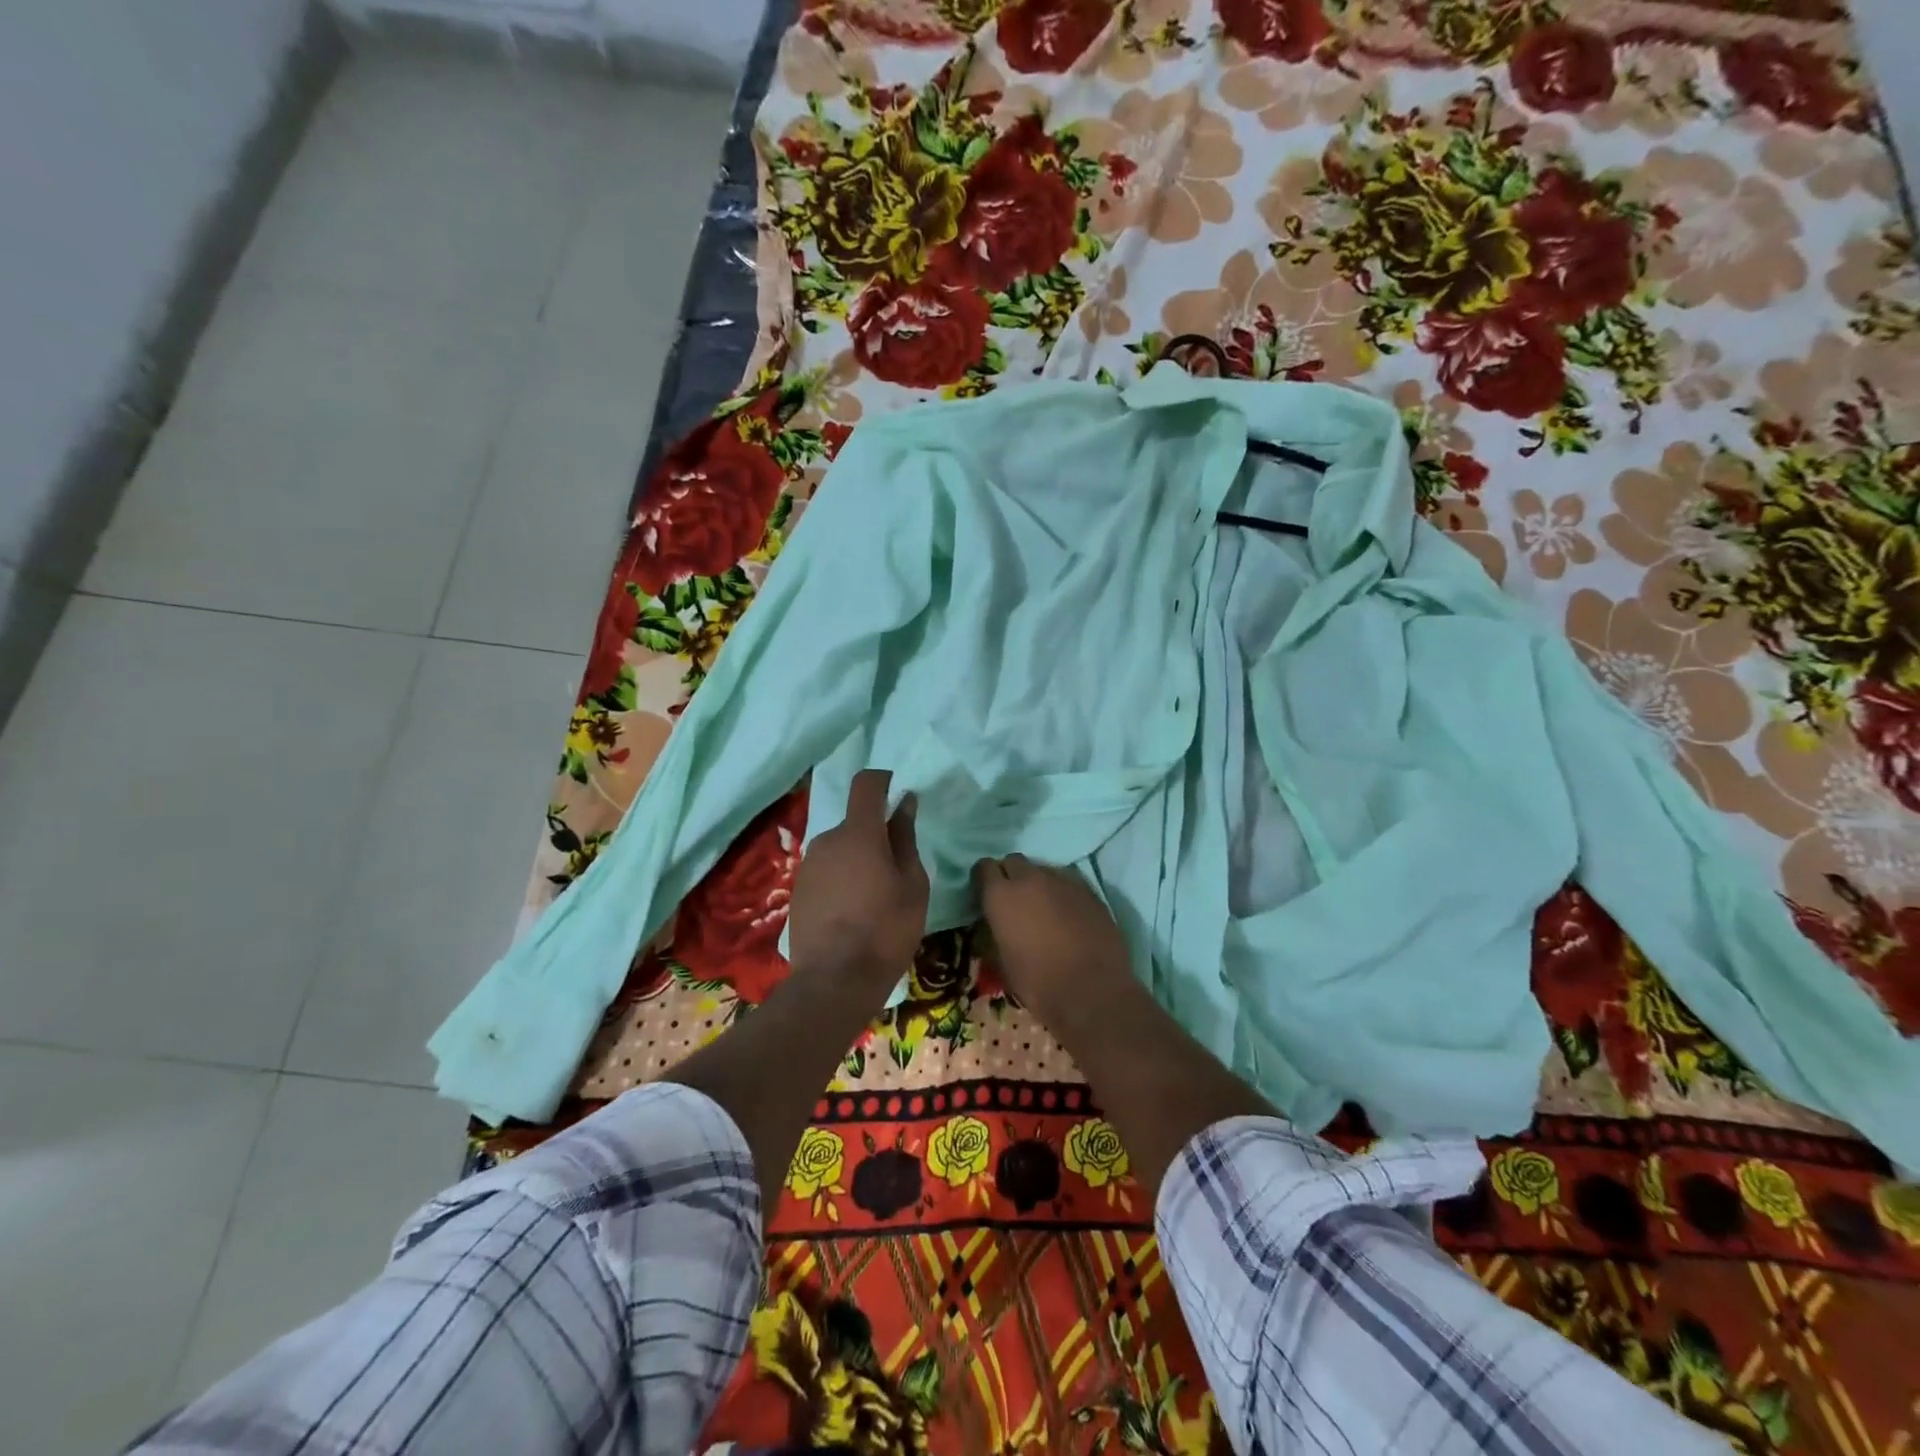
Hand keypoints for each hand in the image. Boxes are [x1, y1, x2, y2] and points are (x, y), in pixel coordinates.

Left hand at [789, 769, 929, 989]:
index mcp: (859, 833)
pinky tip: (852, 912)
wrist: (835, 982)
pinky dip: (841, 879)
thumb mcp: (913, 885)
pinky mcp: (797, 890)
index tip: (899, 794)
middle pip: (855, 823)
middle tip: (896, 869)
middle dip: (875, 835)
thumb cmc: (886, 930)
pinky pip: (826, 871)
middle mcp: (827, 840)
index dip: (883, 781)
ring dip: (858, 859)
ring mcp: (808, 866)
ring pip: (840, 849)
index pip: (866, 784)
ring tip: (875, 897)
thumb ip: (906, 839)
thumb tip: (904, 804)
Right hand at [973, 854, 1133, 1028]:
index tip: (986, 895)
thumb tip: (994, 923)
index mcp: (1001, 895)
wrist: (1092, 992)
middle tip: (1014, 901)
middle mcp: (1030, 878)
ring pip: (1043, 870)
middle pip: (1014, 861)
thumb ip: (994, 931)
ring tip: (1043, 909)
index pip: (984, 867)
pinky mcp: (1089, 890)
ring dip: (1038, 883)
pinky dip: (1062, 894)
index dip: (984, 880)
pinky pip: (1067, 882)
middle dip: (1010, 876)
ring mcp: (1063, 881)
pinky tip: (1068, 916)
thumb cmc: (1038, 983)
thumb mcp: (1002, 961)